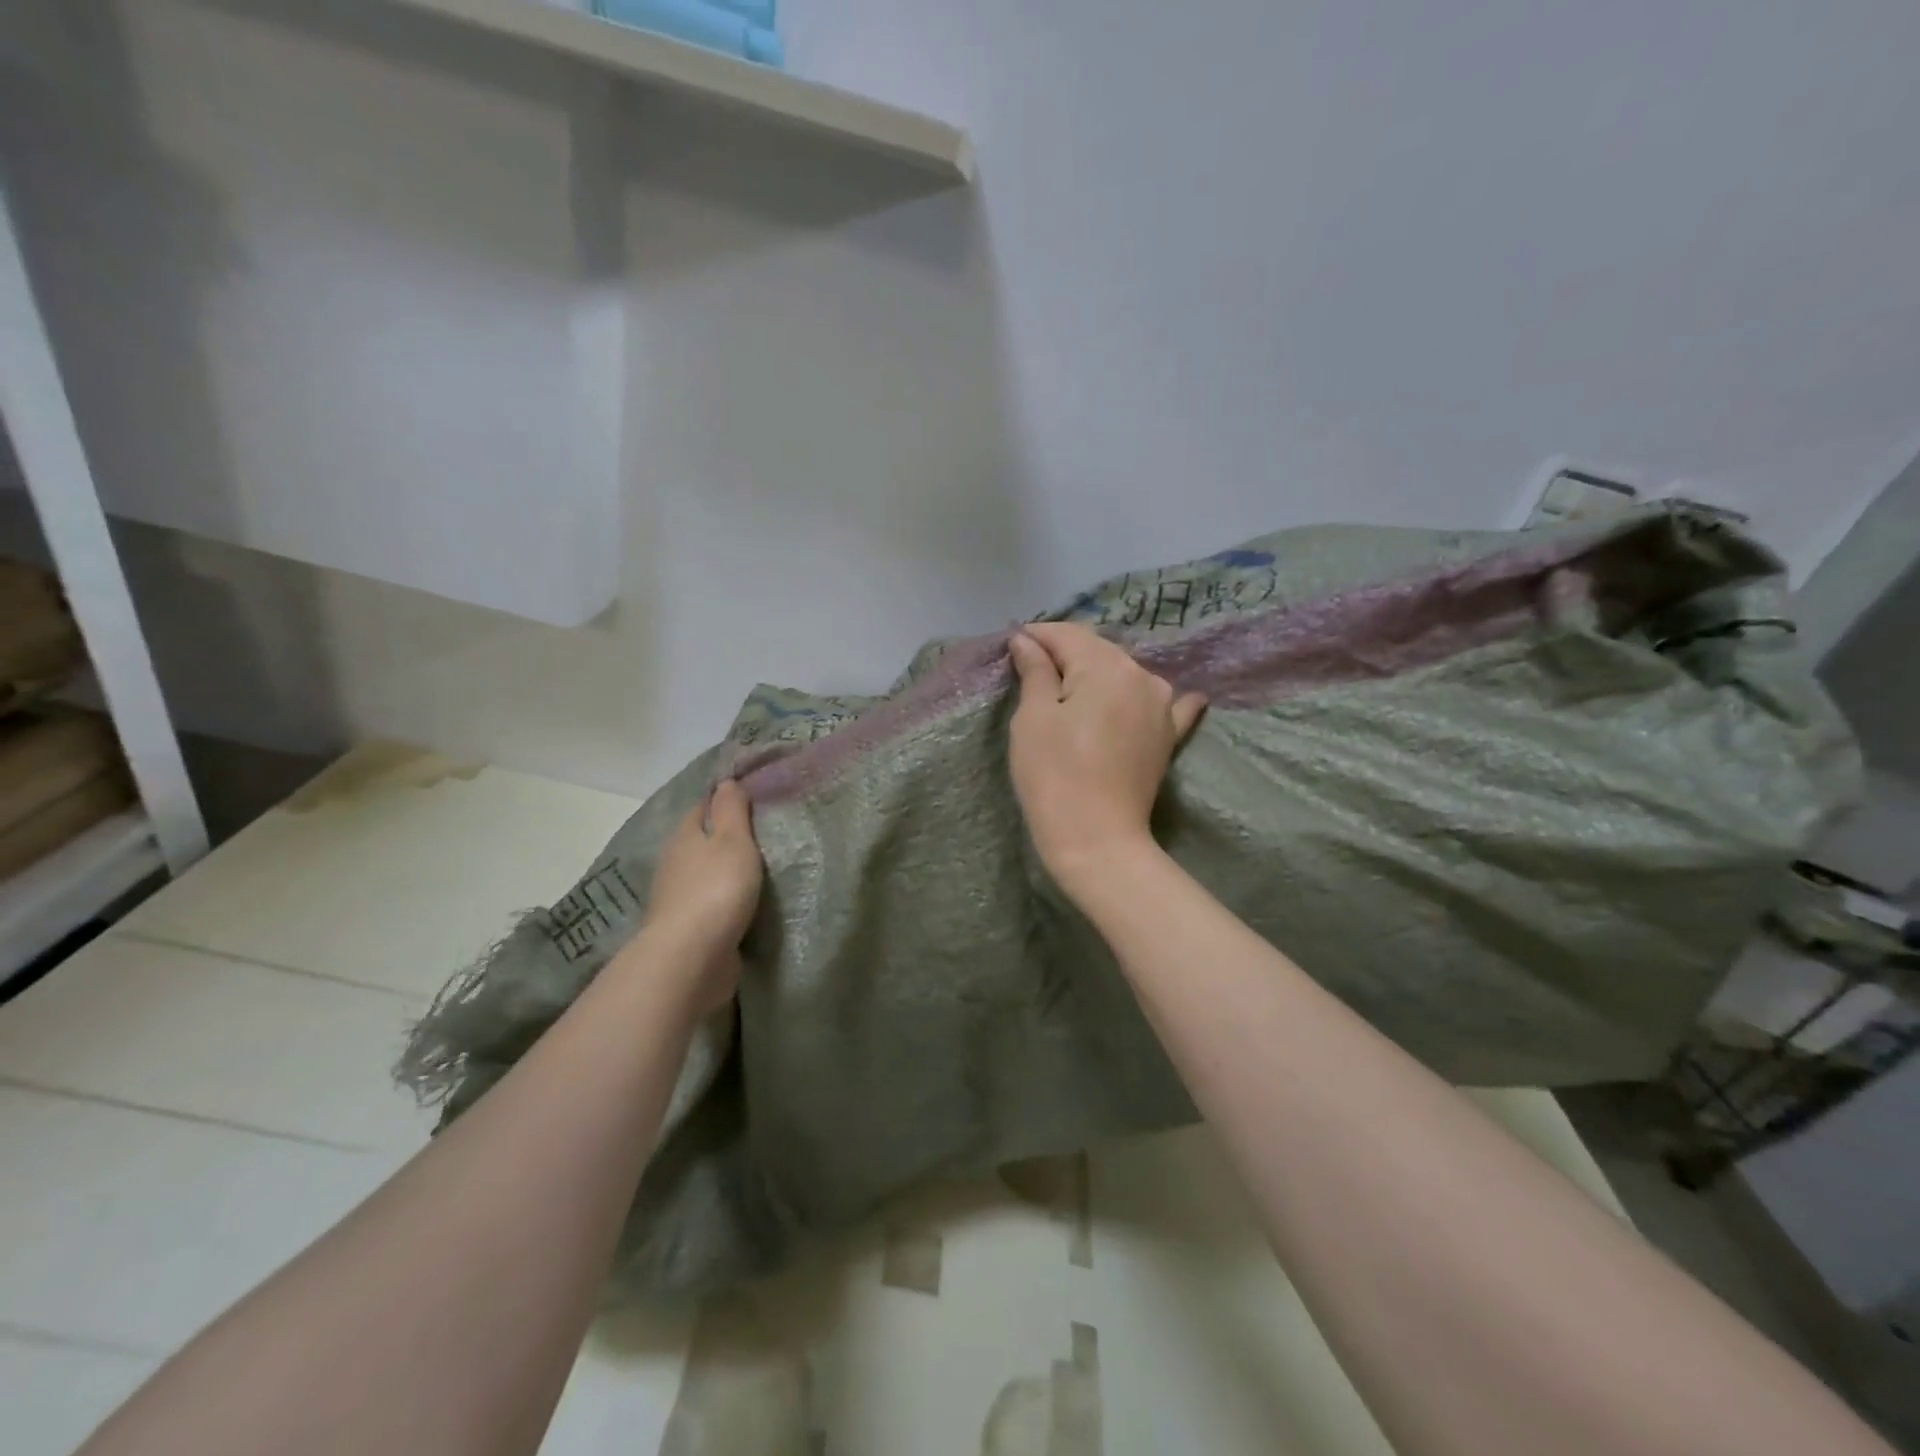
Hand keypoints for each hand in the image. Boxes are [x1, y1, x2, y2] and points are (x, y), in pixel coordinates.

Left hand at [638, 780, 763, 1013]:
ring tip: (757, 870)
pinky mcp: (686, 929)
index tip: (751, 799)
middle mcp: (674, 864)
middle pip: (700, 842)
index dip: (723, 801)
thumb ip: (731, 810)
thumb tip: (725, 781)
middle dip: (723, 838)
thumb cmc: (716, 889)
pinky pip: (708, 905)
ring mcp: (677, 899)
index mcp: (684, 836)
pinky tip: (742, 905)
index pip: (702, 807)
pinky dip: (723, 901)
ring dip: (723, 872)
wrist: (691, 957)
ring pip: (703, 874)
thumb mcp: (732, 840)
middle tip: (761, 835)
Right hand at [1007, 623, 1206, 890]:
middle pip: (1097, 651)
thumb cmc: (1054, 775)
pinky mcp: (1168, 735)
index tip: (1011, 643)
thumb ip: (1034, 670)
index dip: (1036, 635)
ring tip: (1073, 683)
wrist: (1097, 839)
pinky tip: (1163, 694)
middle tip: (1032, 665)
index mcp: (1105, 665)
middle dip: (1066, 653)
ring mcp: (1162, 705)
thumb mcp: (1033, 718)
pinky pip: (1164, 704)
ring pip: (1125, 673)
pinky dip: (1150, 697)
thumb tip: (1027, 640)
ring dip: (1099, 672)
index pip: (1067, 635)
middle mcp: (1142, 675)